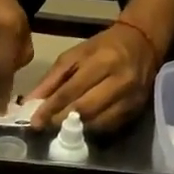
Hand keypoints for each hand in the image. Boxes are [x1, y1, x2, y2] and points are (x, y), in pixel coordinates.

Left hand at [28, 22, 157, 132]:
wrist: (143, 44)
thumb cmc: (103, 47)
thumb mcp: (75, 54)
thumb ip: (53, 78)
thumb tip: (31, 102)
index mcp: (102, 62)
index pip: (71, 90)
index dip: (51, 108)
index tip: (35, 121)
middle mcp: (120, 81)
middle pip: (85, 109)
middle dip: (61, 120)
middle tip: (44, 127)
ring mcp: (131, 97)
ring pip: (98, 122)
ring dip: (75, 129)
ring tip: (58, 129)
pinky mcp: (137, 109)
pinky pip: (110, 126)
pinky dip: (91, 129)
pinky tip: (79, 129)